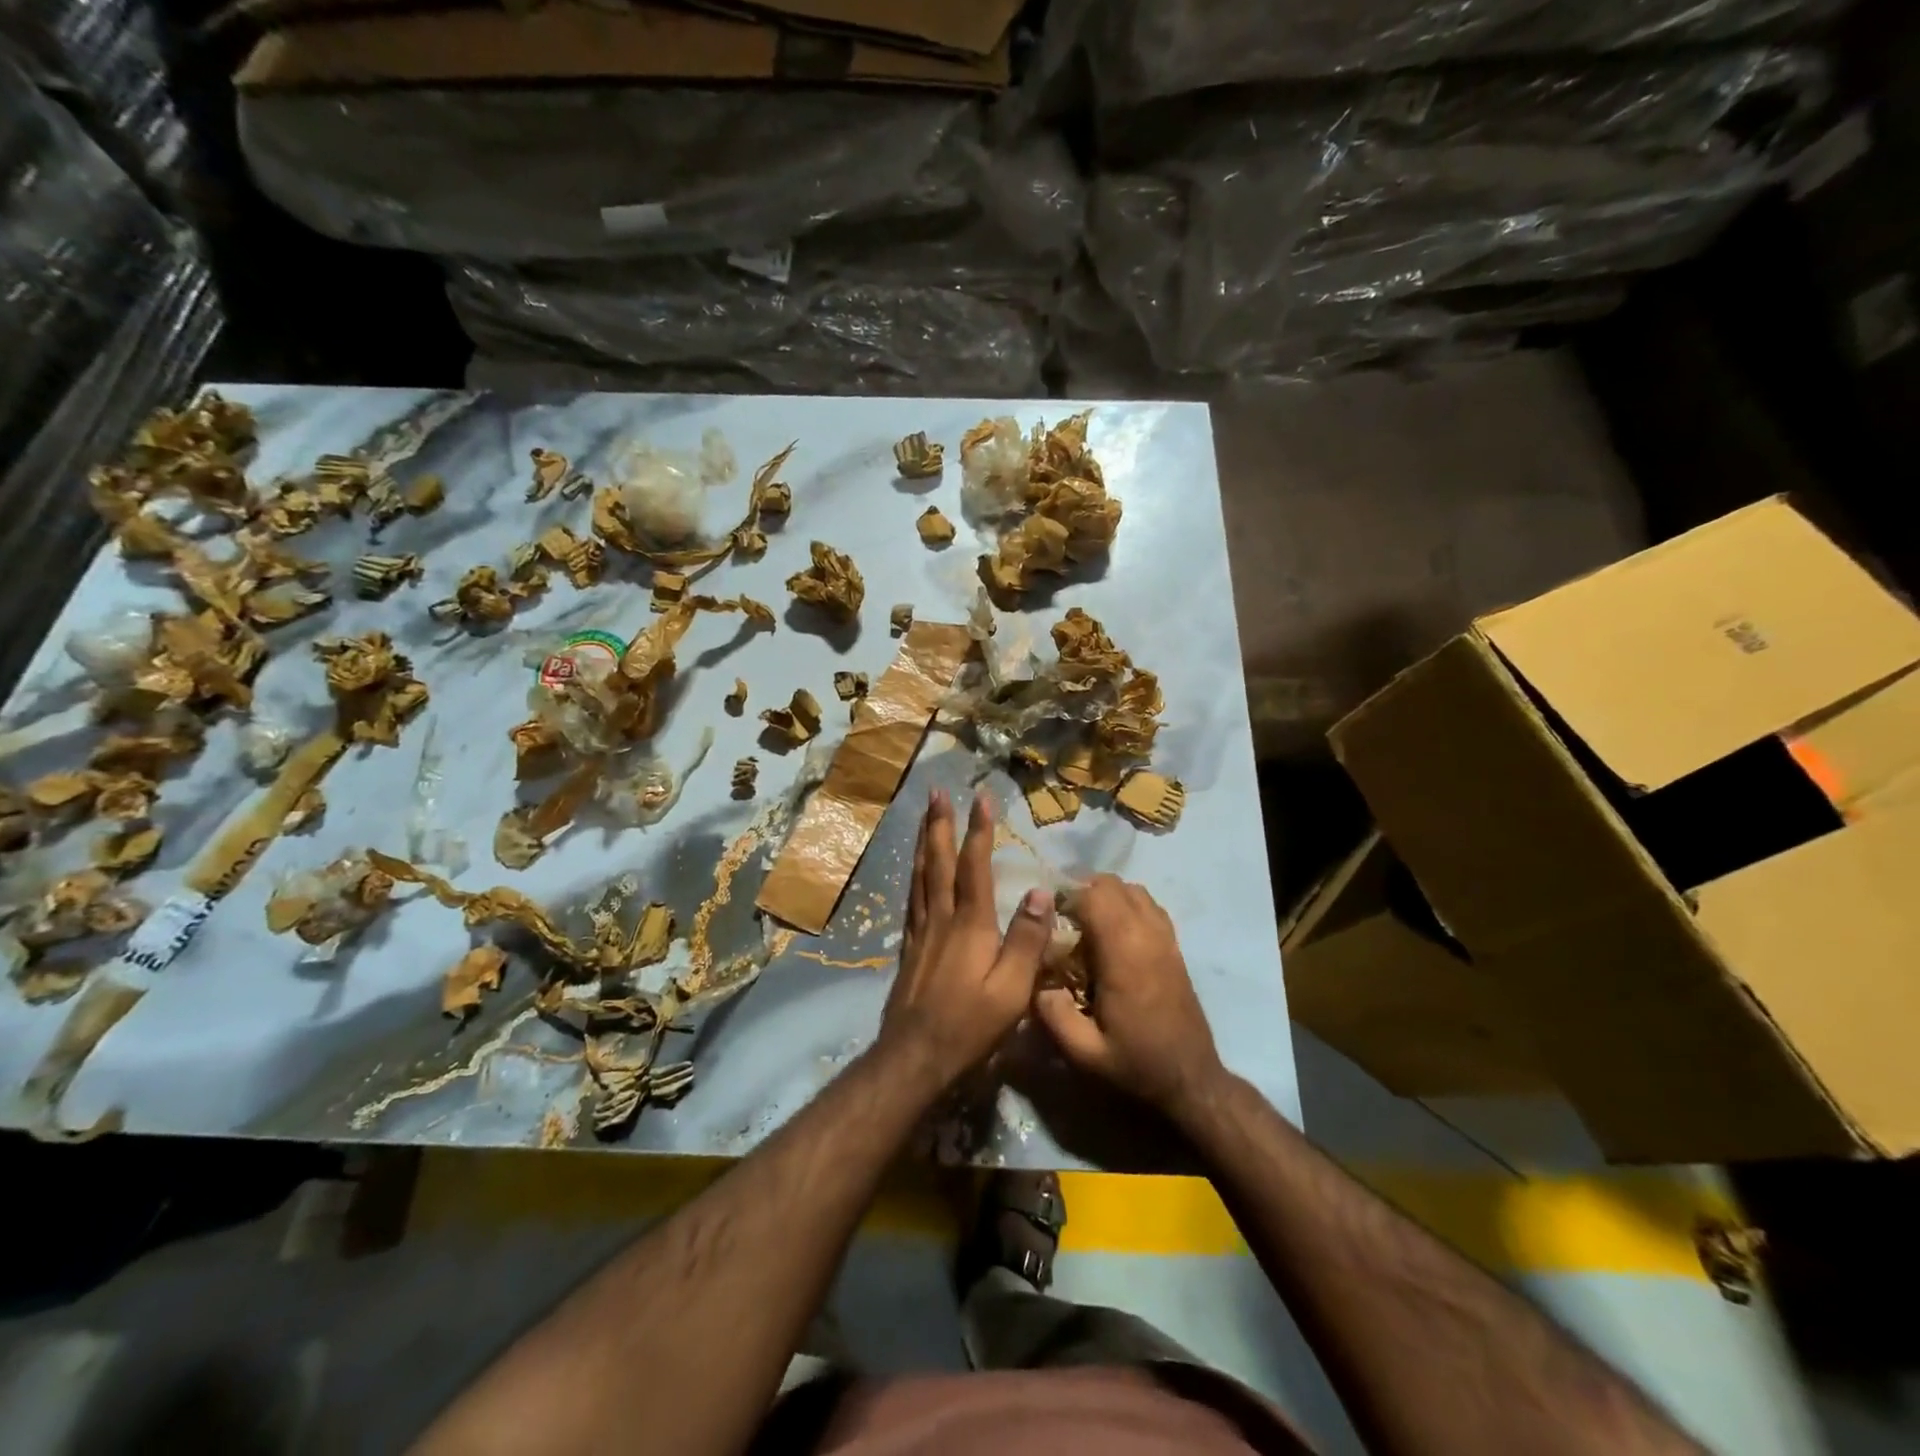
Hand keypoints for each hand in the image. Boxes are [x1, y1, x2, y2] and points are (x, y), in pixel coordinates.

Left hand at [879, 789, 1055, 1090]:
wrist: (916, 1056)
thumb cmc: (971, 1025)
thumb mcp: (1013, 990)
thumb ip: (1027, 940)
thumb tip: (1041, 892)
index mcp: (970, 924)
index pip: (975, 866)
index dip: (978, 830)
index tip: (981, 798)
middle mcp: (942, 917)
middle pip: (938, 861)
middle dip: (939, 824)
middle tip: (936, 792)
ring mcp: (921, 931)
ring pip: (920, 874)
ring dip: (923, 841)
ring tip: (923, 817)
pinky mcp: (910, 947)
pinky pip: (911, 897)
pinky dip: (914, 873)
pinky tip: (914, 869)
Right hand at [1033, 876, 1224, 1118]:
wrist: (1191, 1080)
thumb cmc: (1136, 1064)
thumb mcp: (1084, 1052)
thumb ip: (1053, 1014)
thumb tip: (1035, 980)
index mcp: (1124, 954)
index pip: (1093, 896)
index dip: (1065, 897)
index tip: (1046, 916)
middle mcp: (1147, 935)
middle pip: (1112, 884)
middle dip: (1082, 890)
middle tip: (1061, 917)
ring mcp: (1165, 937)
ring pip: (1132, 889)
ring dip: (1105, 895)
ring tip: (1084, 921)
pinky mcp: (1174, 946)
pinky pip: (1148, 905)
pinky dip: (1126, 904)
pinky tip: (1112, 931)